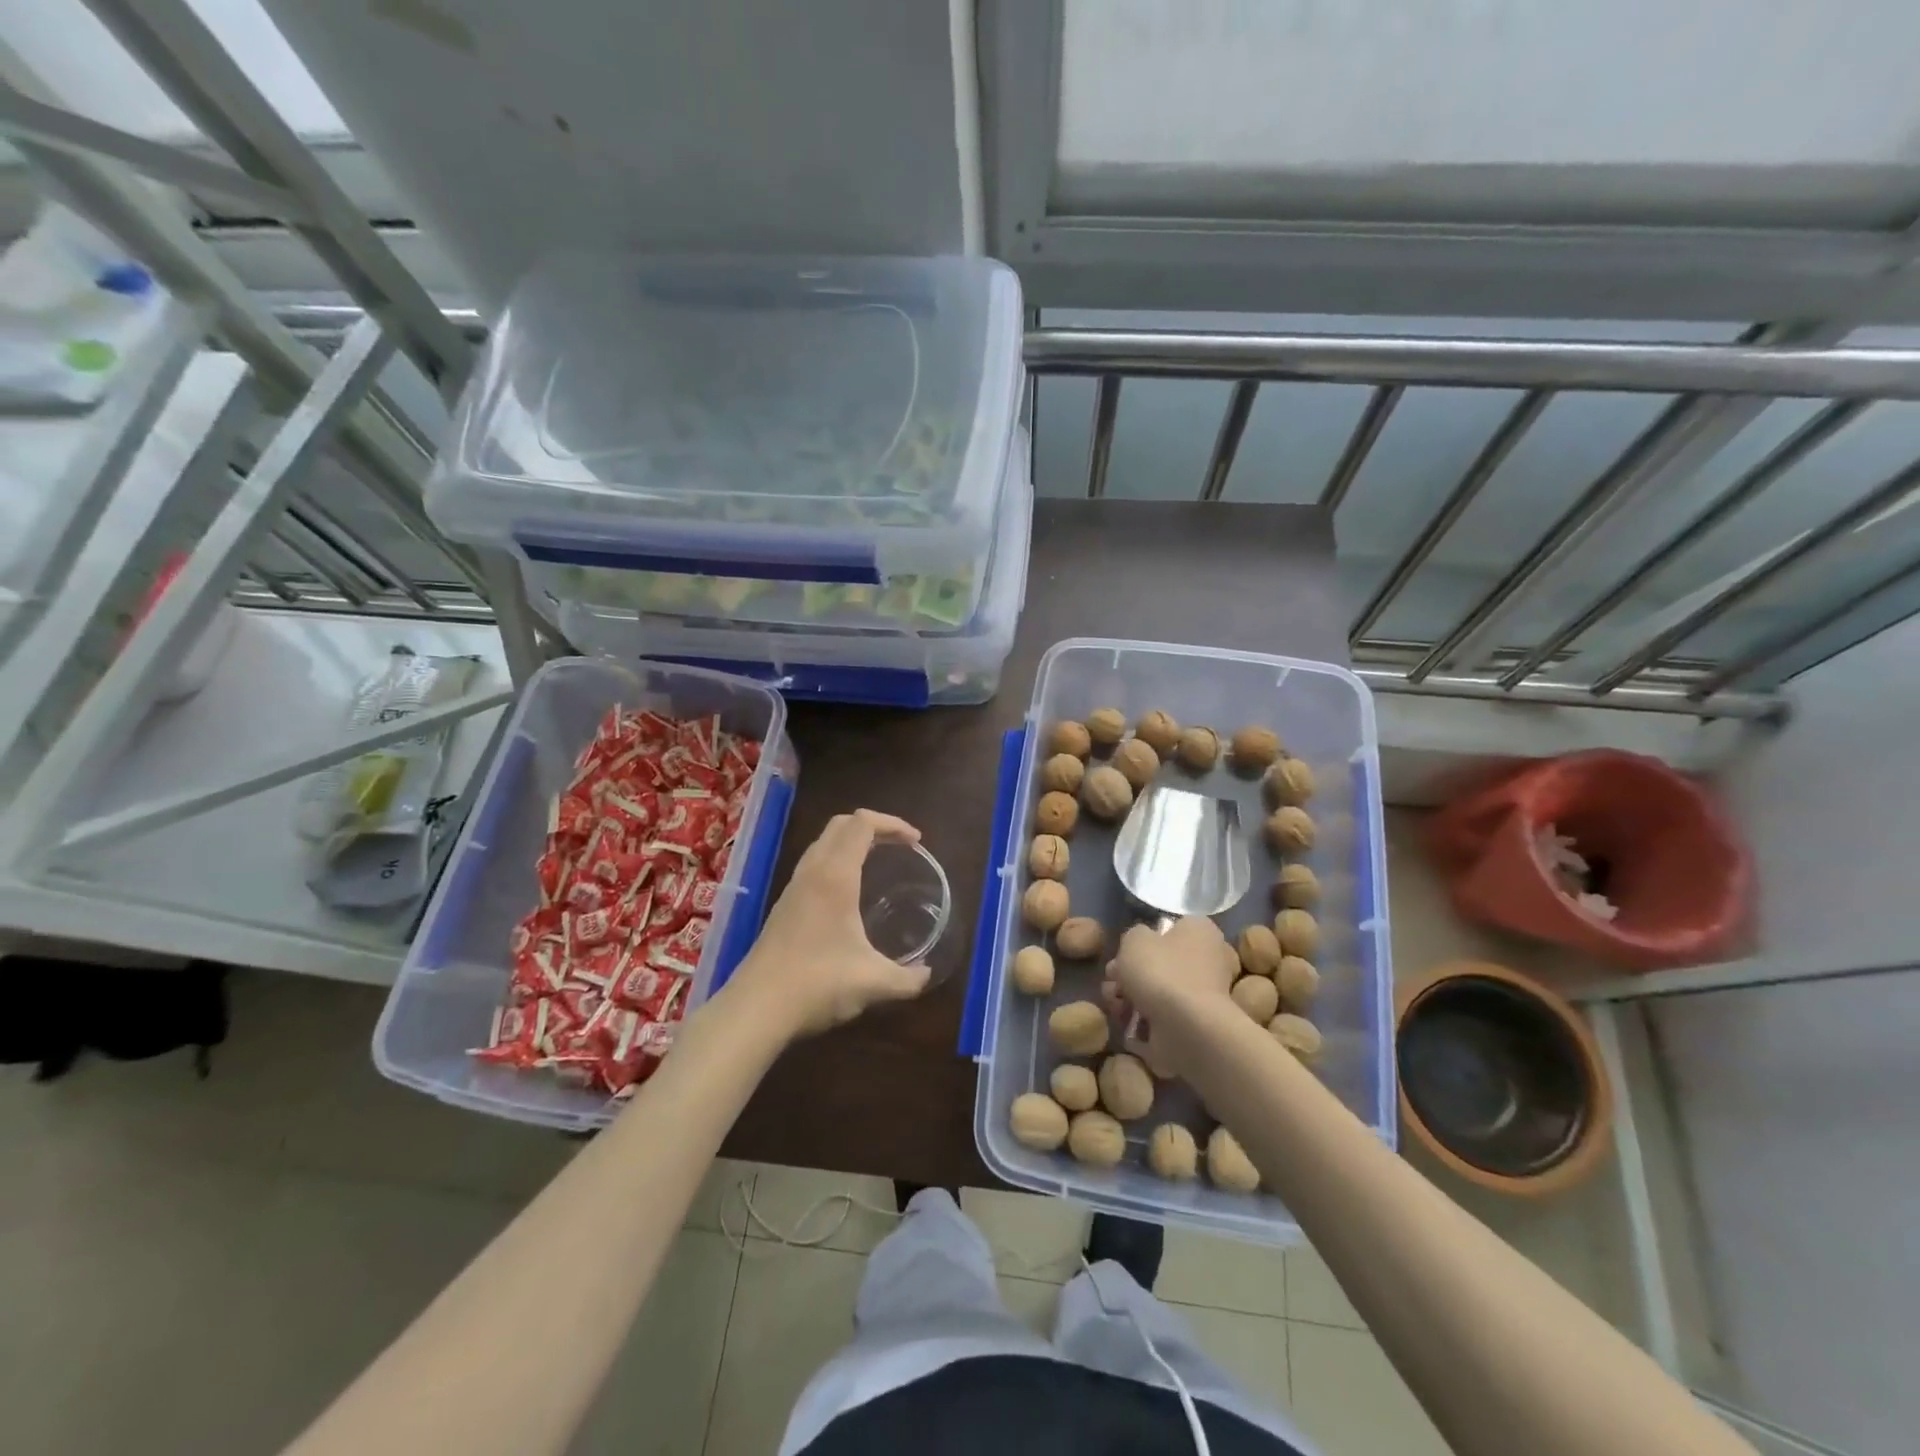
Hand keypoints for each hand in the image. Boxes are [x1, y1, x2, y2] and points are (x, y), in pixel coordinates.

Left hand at [728, 810, 932, 1037]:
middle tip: (899, 846)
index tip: (916, 842)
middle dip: (873, 826)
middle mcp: (812, 872)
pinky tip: (849, 893)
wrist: (755, 1008)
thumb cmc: (817, 985)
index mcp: (835, 876)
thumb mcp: (872, 983)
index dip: (892, 823)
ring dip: (851, 842)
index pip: (862, 823)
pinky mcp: (783, 905)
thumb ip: (907, 979)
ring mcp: (793, 887)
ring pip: (823, 843)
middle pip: (840, 824)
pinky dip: (836, 861)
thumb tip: (926, 975)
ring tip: (878, 862)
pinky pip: (813, 864)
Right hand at [1103, 917, 1235, 1077]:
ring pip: (1157, 994)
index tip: (1123, 952)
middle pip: (1159, 964)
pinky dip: (1142, 1024)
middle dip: (1128, 974)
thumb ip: (1134, 936)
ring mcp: (1202, 998)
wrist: (1186, 1029)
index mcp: (1200, 932)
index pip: (1170, 928)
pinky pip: (1161, 1021)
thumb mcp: (1134, 938)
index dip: (1142, 940)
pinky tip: (1126, 1026)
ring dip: (1129, 999)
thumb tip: (1141, 947)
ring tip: (1114, 1007)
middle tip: (1111, 982)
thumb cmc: (1161, 971)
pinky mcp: (1194, 1028)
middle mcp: (1208, 961)